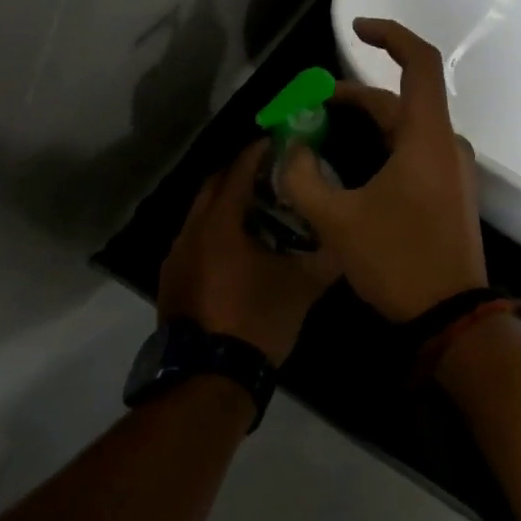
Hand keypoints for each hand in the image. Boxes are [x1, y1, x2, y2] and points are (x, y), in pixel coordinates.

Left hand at [158, 142, 338, 364]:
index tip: (280, 140)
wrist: (208, 379)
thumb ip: (327, 256)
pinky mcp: (172, 279)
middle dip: (240, 171)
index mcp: (220, 223)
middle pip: (214, 185)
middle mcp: (191, 230)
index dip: (259, 151)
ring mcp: (176, 256)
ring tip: (261, 208)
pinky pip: (195, 237)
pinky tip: (240, 247)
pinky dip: (216, 229)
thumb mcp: (302, 287)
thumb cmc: (256, 321)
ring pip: (202, 213)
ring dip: (227, 202)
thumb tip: (348, 239)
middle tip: (273, 171)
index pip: (238, 170)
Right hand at [279, 18, 487, 322]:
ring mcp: (453, 169)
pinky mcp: (450, 192)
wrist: (453, 318)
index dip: (389, 35)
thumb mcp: (337, 221)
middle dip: (352, 97)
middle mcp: (446, 144)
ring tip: (321, 135)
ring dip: (366, 124)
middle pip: (400, 100)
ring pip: (405, 129)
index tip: (355, 29)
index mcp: (427, 137)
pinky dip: (382, 146)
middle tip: (308, 107)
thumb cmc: (398, 261)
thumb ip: (304, 178)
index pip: (419, 62)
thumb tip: (290, 149)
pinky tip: (352, 168)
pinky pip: (414, 152)